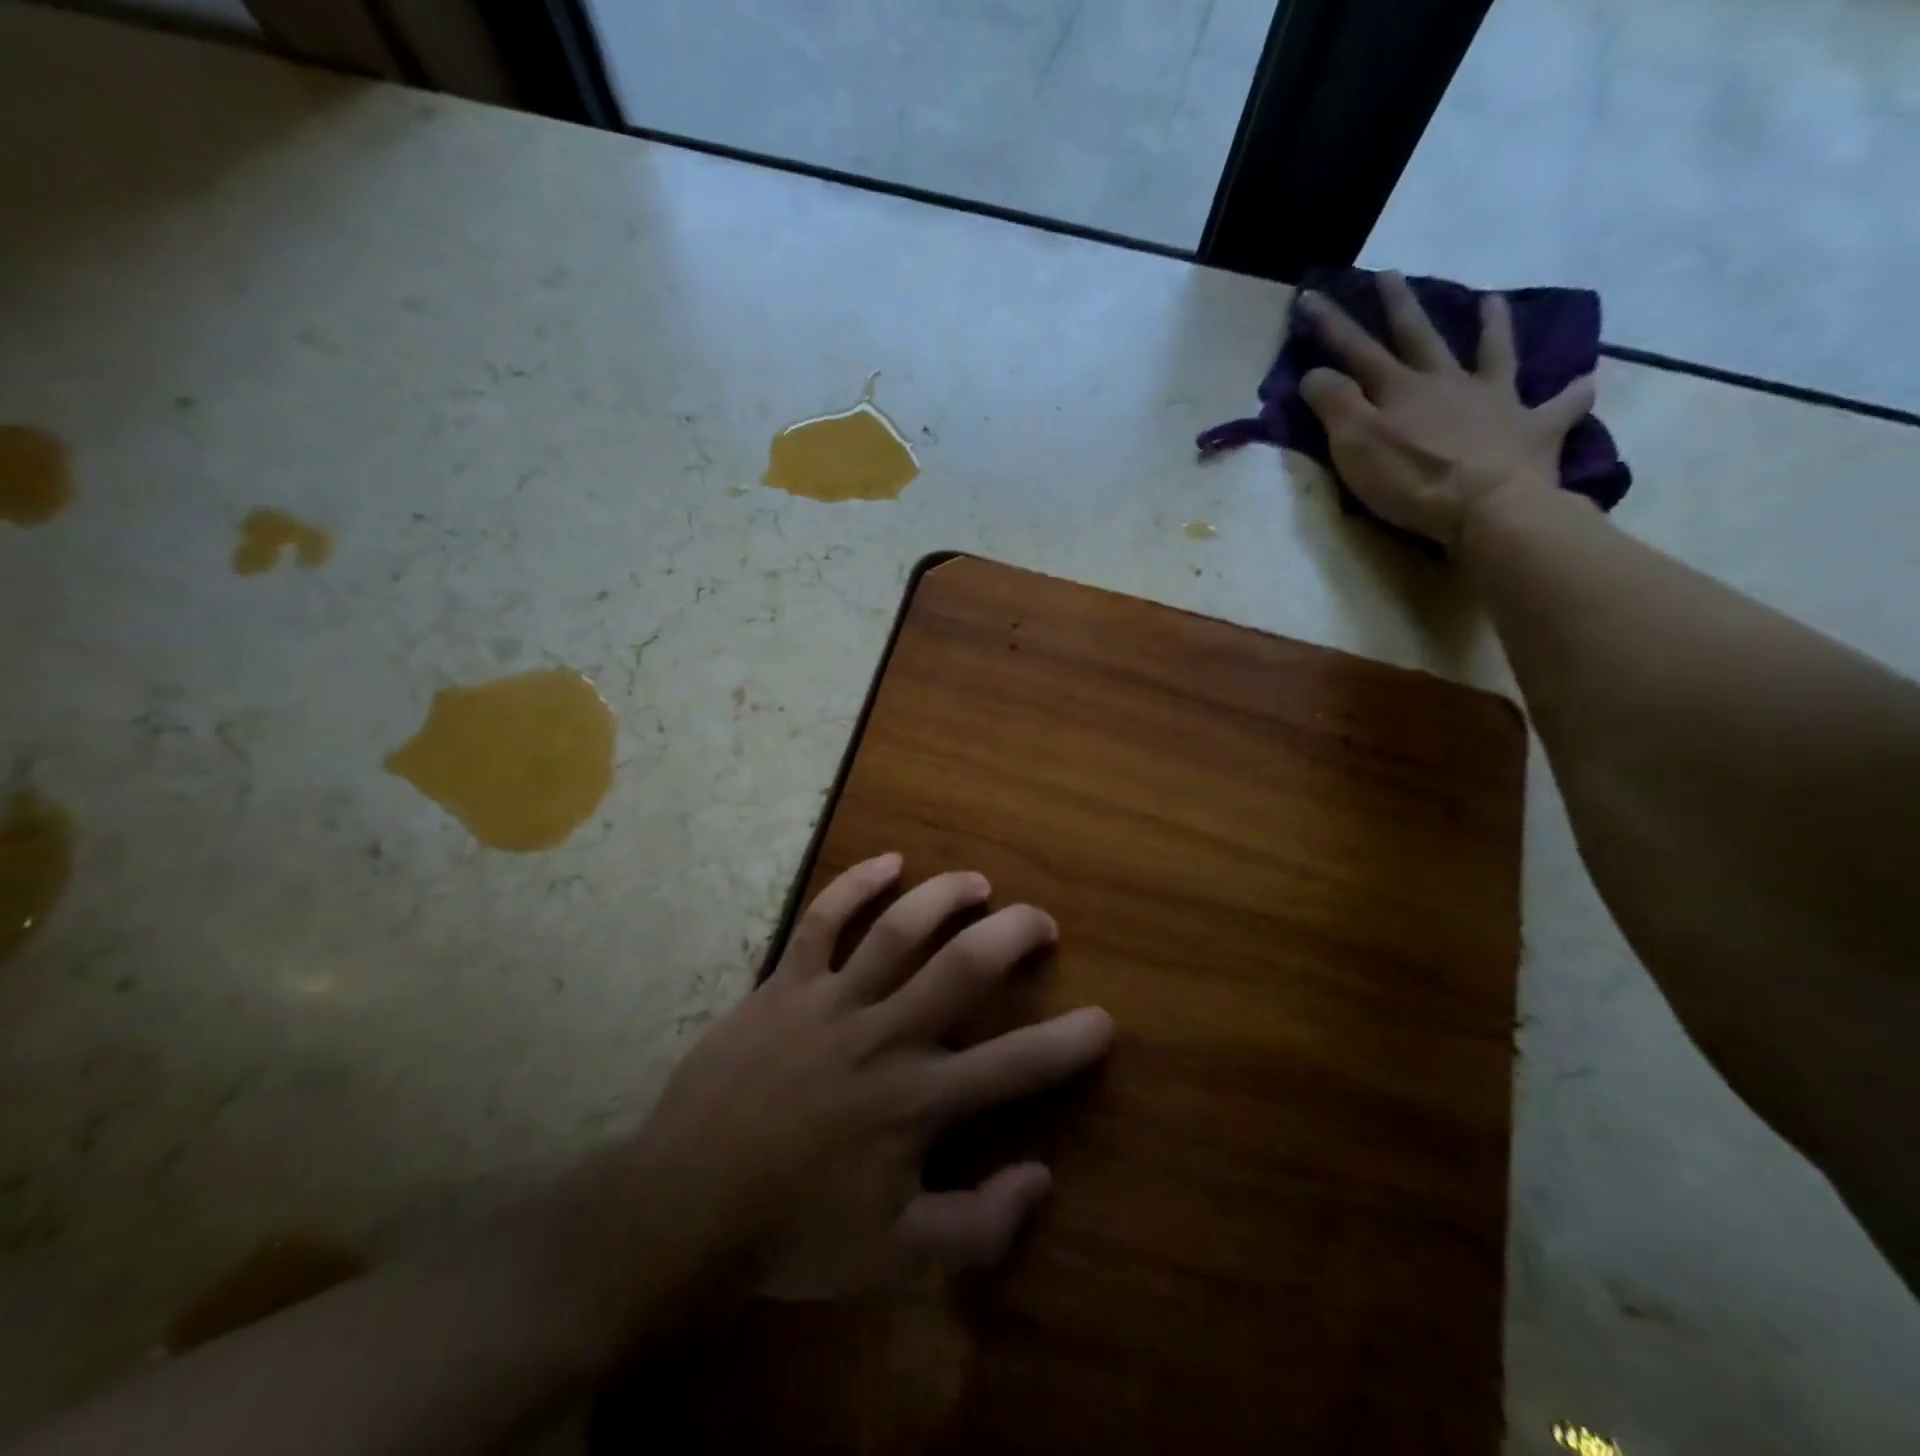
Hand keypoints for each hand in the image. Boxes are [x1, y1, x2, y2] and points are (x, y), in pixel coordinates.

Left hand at [636, 853, 1114, 1300]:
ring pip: (898, 930)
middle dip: (1013, 934)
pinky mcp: (785, 984)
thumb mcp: (895, 1257)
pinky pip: (821, 921)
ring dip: (944, 897)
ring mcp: (832, 1002)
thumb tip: (1042, 1178)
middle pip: (963, 968)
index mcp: (918, 1099)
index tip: (1104, 1019)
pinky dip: (855, 885)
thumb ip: (978, 1226)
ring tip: (977, 883)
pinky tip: (888, 862)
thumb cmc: (794, 1231)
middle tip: (1041, 920)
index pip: (1016, 1065)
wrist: (686, 1205)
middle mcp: (885, 1035)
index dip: (1069, 1041)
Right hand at [1296, 272, 1596, 548]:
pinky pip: (1559, 406)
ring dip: (1491, 327)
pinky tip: (1584, 381)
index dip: (1331, 324)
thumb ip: (1334, 405)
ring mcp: (1495, 402)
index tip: (1311, 296)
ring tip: (1491, 300)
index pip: (1356, 350)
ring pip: (1493, 353)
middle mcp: (1448, 383)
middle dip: (1400, 306)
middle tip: (1390, 274)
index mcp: (1401, 390)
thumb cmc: (1412, 479)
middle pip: (1419, 337)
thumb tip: (1315, 373)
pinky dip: (1572, 393)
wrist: (1487, 507)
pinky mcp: (1532, 431)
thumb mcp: (1355, 444)